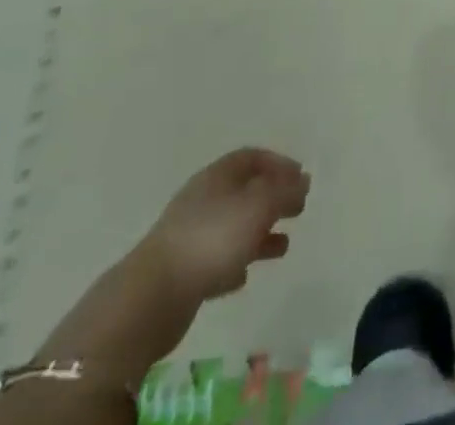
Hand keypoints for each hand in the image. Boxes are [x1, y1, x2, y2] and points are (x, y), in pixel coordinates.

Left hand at [138, 148, 309, 306]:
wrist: (151, 297)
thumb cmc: (212, 239)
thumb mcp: (259, 206)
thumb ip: (285, 192)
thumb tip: (303, 180)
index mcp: (218, 176)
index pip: (252, 157)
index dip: (279, 164)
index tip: (301, 178)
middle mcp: (203, 199)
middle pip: (244, 191)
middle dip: (273, 199)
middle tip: (298, 209)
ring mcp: (189, 235)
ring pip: (233, 227)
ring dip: (259, 233)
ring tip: (284, 247)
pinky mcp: (181, 272)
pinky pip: (216, 260)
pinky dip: (235, 262)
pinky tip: (245, 276)